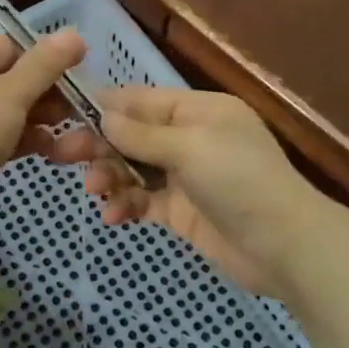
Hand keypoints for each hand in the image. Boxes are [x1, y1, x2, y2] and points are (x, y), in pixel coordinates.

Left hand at [0, 28, 87, 230]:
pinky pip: (0, 138)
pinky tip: (52, 150)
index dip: (43, 58)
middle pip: (9, 80)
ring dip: (39, 120)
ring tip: (70, 131)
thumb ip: (46, 64)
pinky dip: (24, 140)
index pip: (7, 47)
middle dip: (45, 94)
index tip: (76, 72)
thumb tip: (75, 34)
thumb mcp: (13, 91)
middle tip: (76, 106)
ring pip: (7, 112)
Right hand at [50, 87, 325, 298]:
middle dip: (100, 144)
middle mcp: (190, 138)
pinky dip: (125, 205)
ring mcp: (185, 177)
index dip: (106, 105)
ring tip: (94, 190)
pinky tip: (112, 216)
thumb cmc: (239, 181)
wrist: (285, 247)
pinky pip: (143, 201)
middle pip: (133, 135)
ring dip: (110, 176)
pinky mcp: (181, 211)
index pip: (143, 100)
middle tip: (63, 155)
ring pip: (134, 168)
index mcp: (198, 111)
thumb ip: (141, 134)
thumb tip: (102, 115)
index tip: (66, 111)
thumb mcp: (189, 147)